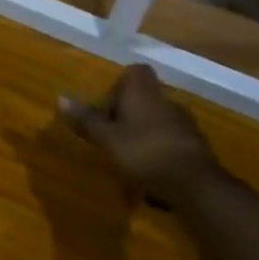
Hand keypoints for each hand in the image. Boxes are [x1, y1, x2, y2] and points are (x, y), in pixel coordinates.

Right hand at [61, 65, 227, 208]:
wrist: (197, 187)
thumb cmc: (144, 153)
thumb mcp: (106, 138)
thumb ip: (86, 119)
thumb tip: (60, 98)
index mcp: (144, 93)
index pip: (136, 72)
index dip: (119, 84)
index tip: (106, 106)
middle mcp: (167, 102)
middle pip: (145, 99)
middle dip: (128, 115)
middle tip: (110, 136)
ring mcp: (186, 126)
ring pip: (158, 123)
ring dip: (143, 136)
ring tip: (127, 161)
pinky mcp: (198, 150)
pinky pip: (171, 144)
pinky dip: (159, 154)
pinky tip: (150, 178)